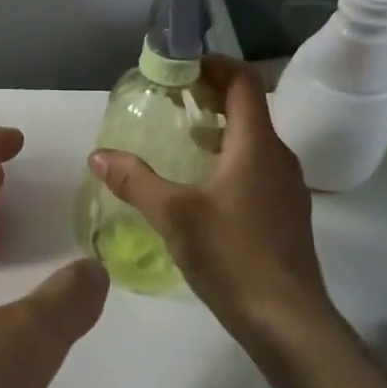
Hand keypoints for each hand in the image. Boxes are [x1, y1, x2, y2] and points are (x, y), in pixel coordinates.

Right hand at [89, 57, 337, 345]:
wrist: (289, 322)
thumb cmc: (233, 257)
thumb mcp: (174, 215)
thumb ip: (134, 181)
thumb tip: (97, 155)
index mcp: (256, 145)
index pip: (243, 82)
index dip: (214, 65)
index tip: (181, 65)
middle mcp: (278, 157)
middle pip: (248, 107)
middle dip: (211, 94)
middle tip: (172, 97)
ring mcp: (287, 187)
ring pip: (253, 140)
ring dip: (220, 128)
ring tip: (181, 135)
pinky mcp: (286, 214)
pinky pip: (257, 167)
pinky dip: (229, 158)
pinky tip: (201, 184)